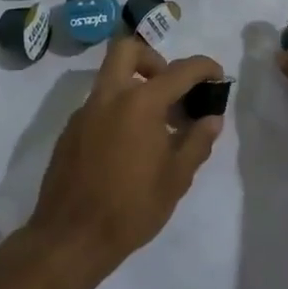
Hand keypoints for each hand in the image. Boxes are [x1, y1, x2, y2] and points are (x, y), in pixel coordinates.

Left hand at [27, 36, 225, 275]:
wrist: (71, 238)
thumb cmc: (131, 208)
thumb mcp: (176, 178)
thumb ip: (197, 141)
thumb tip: (211, 118)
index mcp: (139, 103)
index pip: (179, 70)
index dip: (203, 68)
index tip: (217, 76)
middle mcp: (108, 96)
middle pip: (128, 50)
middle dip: (154, 59)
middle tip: (171, 89)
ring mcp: (84, 111)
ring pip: (110, 77)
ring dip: (136, 86)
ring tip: (156, 125)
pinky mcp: (70, 130)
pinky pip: (98, 104)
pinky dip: (118, 109)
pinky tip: (129, 146)